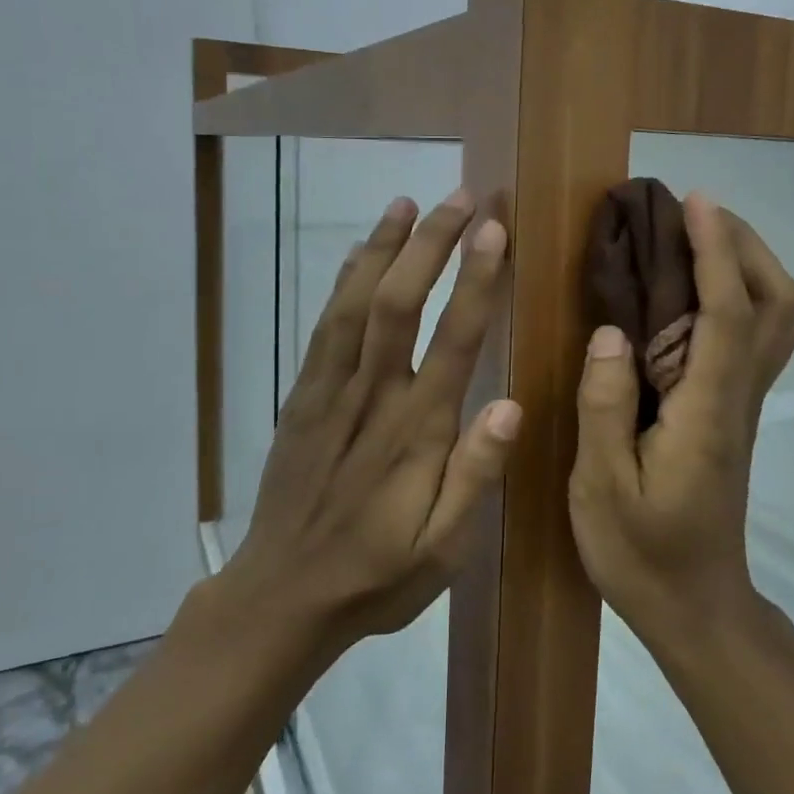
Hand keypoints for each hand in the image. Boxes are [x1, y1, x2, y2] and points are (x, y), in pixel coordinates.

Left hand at [226, 189, 520, 651]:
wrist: (281, 597)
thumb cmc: (377, 578)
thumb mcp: (442, 551)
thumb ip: (475, 477)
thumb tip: (512, 405)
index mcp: (415, 434)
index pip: (453, 340)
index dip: (476, 278)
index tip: (495, 228)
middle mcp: (372, 398)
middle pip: (399, 303)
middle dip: (431, 243)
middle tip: (462, 196)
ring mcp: (329, 392)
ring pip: (356, 304)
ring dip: (383, 248)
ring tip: (408, 201)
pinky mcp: (302, 397)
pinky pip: (323, 327)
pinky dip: (344, 281)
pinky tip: (361, 253)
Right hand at [568, 193, 793, 640]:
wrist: (696, 606)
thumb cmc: (642, 553)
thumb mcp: (601, 488)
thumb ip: (604, 407)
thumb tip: (612, 331)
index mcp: (706, 411)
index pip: (728, 313)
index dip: (716, 251)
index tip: (695, 202)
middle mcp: (739, 397)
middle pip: (776, 304)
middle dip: (744, 245)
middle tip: (693, 214)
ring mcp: (745, 405)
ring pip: (778, 319)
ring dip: (749, 265)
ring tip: (697, 240)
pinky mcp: (737, 413)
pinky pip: (758, 338)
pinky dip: (741, 295)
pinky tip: (697, 294)